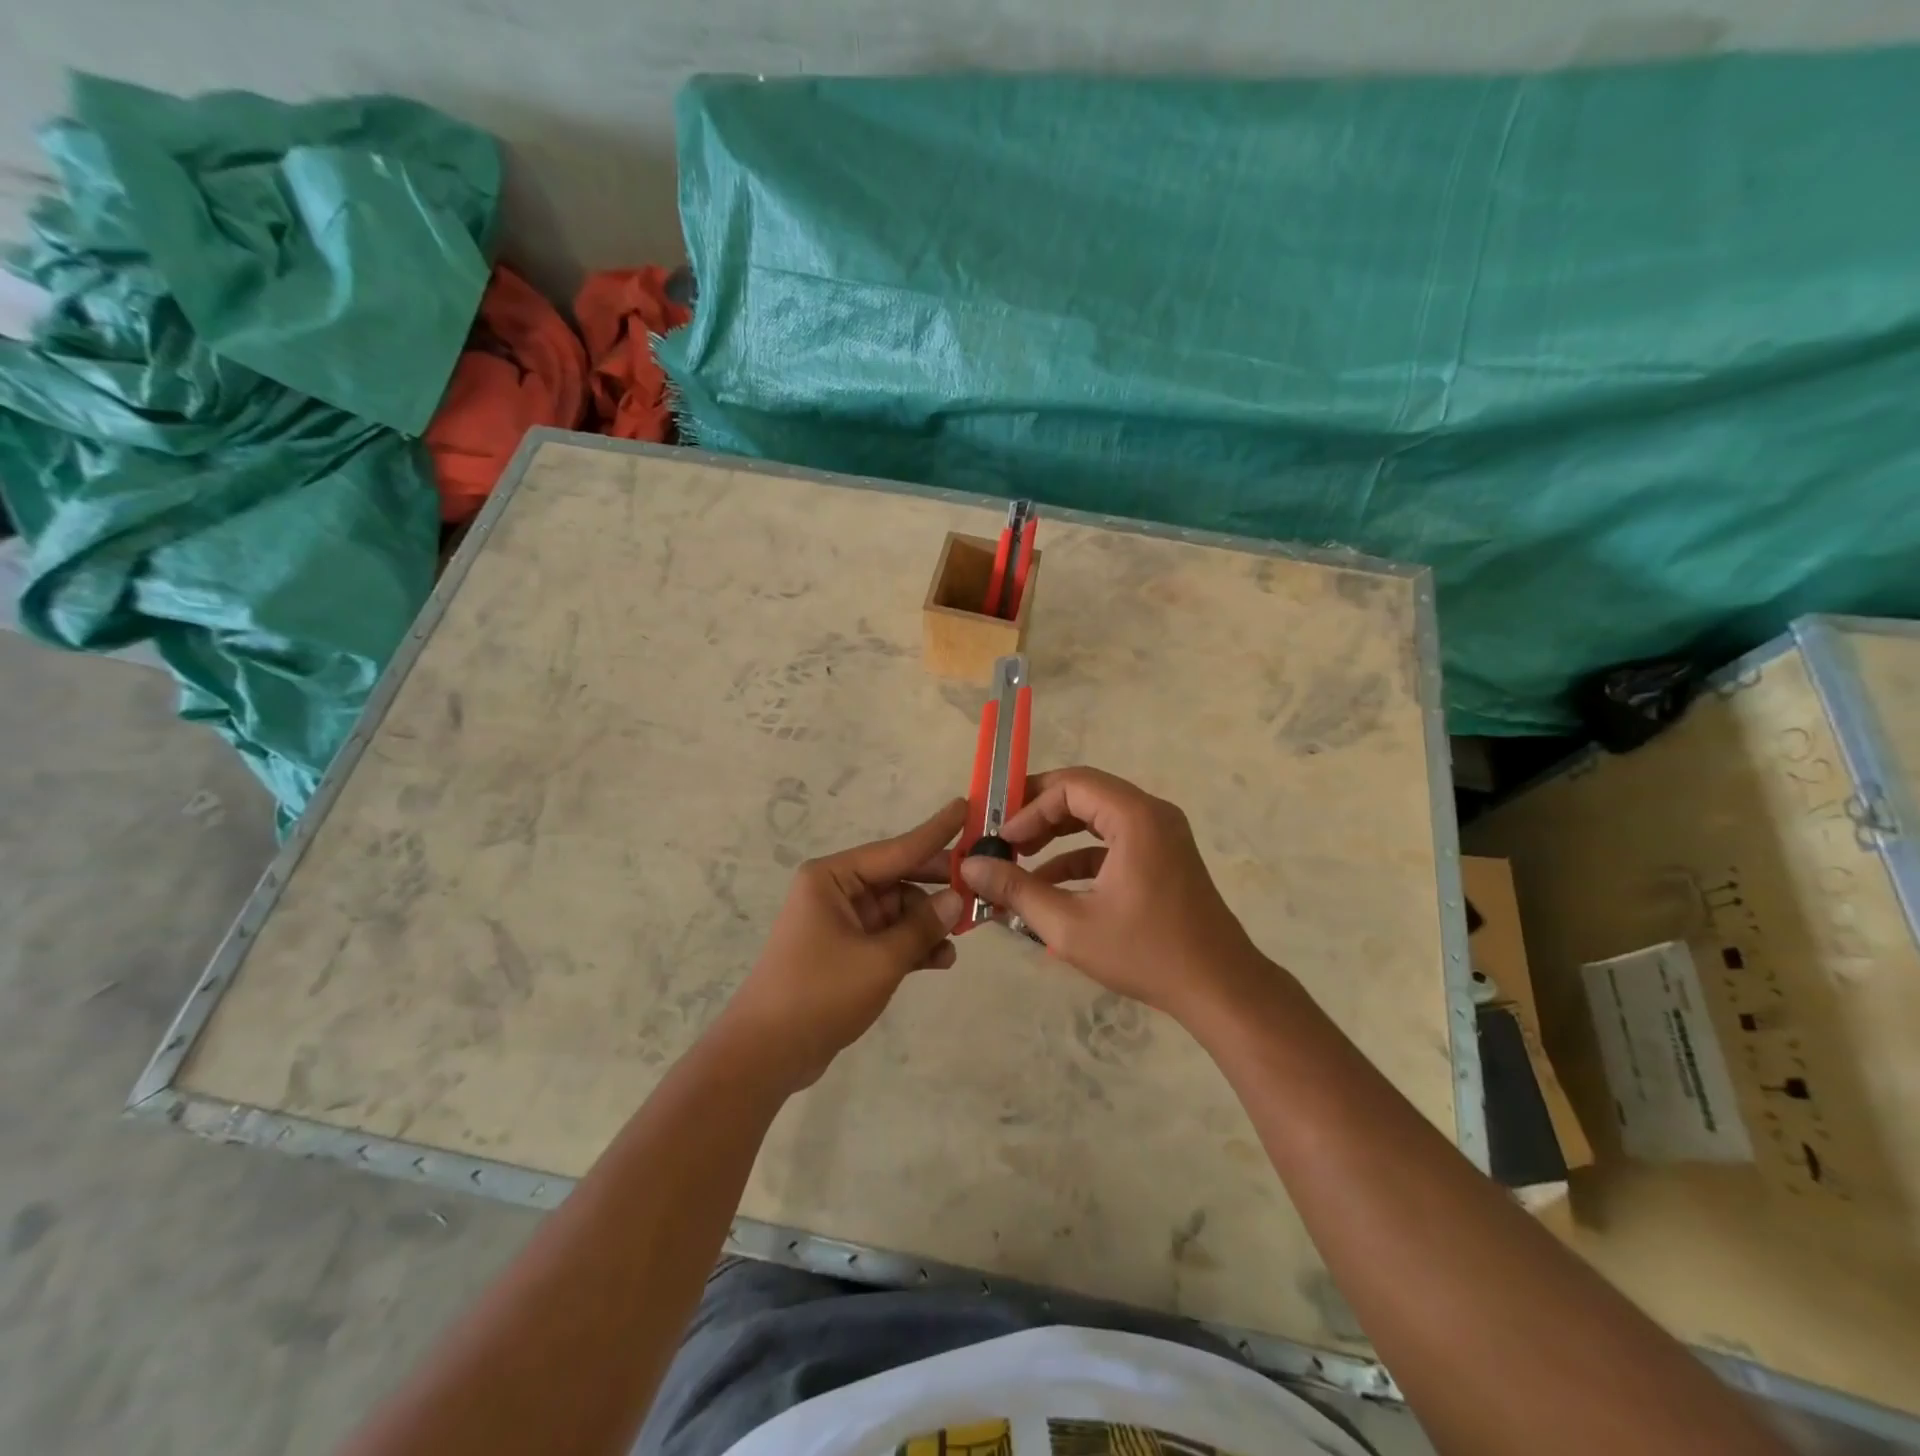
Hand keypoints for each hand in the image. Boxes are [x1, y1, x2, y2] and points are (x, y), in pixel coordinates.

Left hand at [719, 798, 966, 1090]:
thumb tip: (957, 900)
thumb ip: (922, 927)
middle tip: (982, 885)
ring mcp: (840, 922)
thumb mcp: (880, 960)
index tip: (966, 807)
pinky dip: (912, 945)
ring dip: (928, 923)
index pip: (897, 848)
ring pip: (898, 911)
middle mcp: (836, 891)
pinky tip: (940, 960)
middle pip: (899, 878)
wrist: (766, 1054)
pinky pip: (888, 937)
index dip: (936, 832)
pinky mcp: (845, 952)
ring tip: (962, 936)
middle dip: (937, 887)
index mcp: (833, 877)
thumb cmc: (819, 993)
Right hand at [958, 767, 1266, 1025]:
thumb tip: (970, 866)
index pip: (1070, 785)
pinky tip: (1049, 885)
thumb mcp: (1069, 925)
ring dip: (1057, 833)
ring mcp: (1161, 834)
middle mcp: (1151, 814)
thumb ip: (1016, 889)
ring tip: (1019, 858)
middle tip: (1003, 838)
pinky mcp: (1163, 857)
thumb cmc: (1145, 953)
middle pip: (1084, 793)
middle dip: (1039, 814)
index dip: (1029, 806)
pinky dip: (1080, 855)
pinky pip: (1113, 840)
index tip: (1001, 839)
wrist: (1219, 989)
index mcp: (1135, 817)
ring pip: (1097, 816)